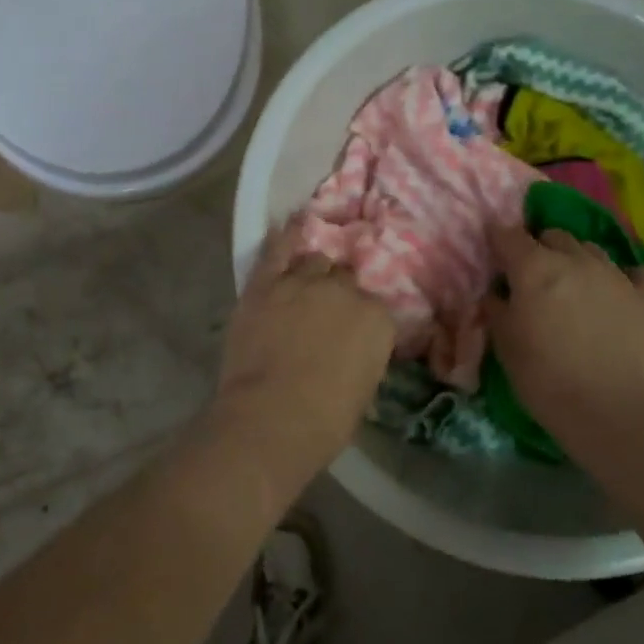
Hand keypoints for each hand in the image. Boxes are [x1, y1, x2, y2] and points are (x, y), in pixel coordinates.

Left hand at [216, 233, 395, 478]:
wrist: (270, 419)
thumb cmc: (324, 421)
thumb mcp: (363, 390)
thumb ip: (363, 356)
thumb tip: (353, 348)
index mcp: (377, 320)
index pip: (374, 309)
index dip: (360, 322)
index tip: (351, 336)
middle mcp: (344, 291)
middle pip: (345, 280)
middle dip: (338, 295)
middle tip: (324, 316)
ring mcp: (303, 282)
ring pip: (315, 262)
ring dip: (313, 274)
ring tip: (304, 288)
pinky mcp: (266, 283)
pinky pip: (278, 249)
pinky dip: (285, 236)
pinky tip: (291, 223)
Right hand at [483, 223, 643, 451]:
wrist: (608, 411)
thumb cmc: (544, 376)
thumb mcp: (503, 342)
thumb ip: (496, 306)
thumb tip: (496, 291)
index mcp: (534, 266)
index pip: (509, 234)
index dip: (498, 241)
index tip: (494, 255)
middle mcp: (575, 259)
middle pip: (553, 235)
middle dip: (539, 248)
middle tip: (533, 278)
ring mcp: (615, 275)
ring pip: (591, 249)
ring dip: (577, 260)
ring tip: (573, 287)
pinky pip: (640, 272)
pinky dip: (628, 276)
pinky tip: (620, 292)